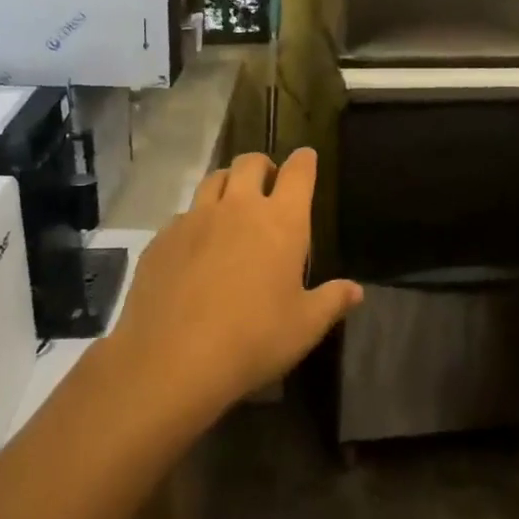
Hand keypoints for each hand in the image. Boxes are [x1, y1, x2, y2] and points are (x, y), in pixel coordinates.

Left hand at [111, 149, 362, 417]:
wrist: (172, 360)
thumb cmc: (253, 340)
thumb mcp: (305, 327)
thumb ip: (332, 301)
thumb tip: (356, 290)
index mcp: (281, 222)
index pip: (298, 172)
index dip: (305, 161)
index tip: (307, 158)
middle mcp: (238, 208)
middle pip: (250, 163)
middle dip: (263, 166)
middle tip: (269, 184)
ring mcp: (195, 219)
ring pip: (213, 179)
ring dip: (227, 183)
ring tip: (232, 204)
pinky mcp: (162, 238)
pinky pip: (183, 215)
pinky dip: (195, 220)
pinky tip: (196, 247)